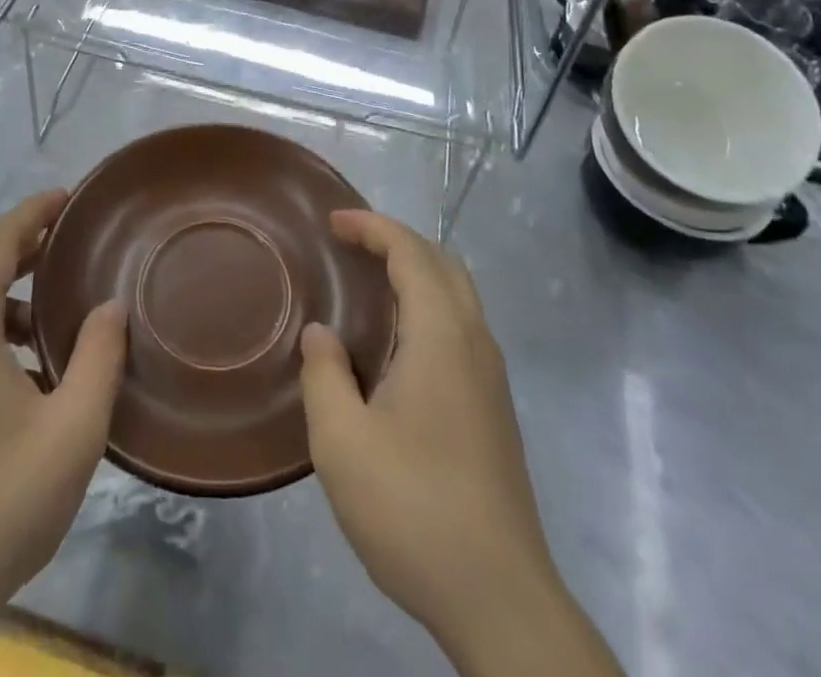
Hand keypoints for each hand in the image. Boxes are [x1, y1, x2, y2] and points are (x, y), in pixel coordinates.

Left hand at [0, 191, 126, 676]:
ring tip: (65, 305)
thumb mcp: (73, 427)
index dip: (35, 211)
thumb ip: (99, 354)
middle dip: (30, 245)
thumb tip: (111, 304)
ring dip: (15, 291)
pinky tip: (33, 363)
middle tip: (80, 240)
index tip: (72, 196)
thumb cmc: (0, 502)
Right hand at [300, 211, 620, 676]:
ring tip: (367, 283)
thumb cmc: (413, 508)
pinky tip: (395, 344)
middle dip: (396, 240)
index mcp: (442, 336)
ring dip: (415, 272)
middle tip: (350, 243)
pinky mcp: (494, 409)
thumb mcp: (341, 442)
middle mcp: (475, 343)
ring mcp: (491, 378)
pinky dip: (427, 306)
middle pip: (442, 263)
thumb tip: (321, 334)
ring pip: (457, 296)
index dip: (372, 226)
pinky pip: (460, 327)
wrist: (499, 599)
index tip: (333, 222)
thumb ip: (324, 375)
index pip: (411, 252)